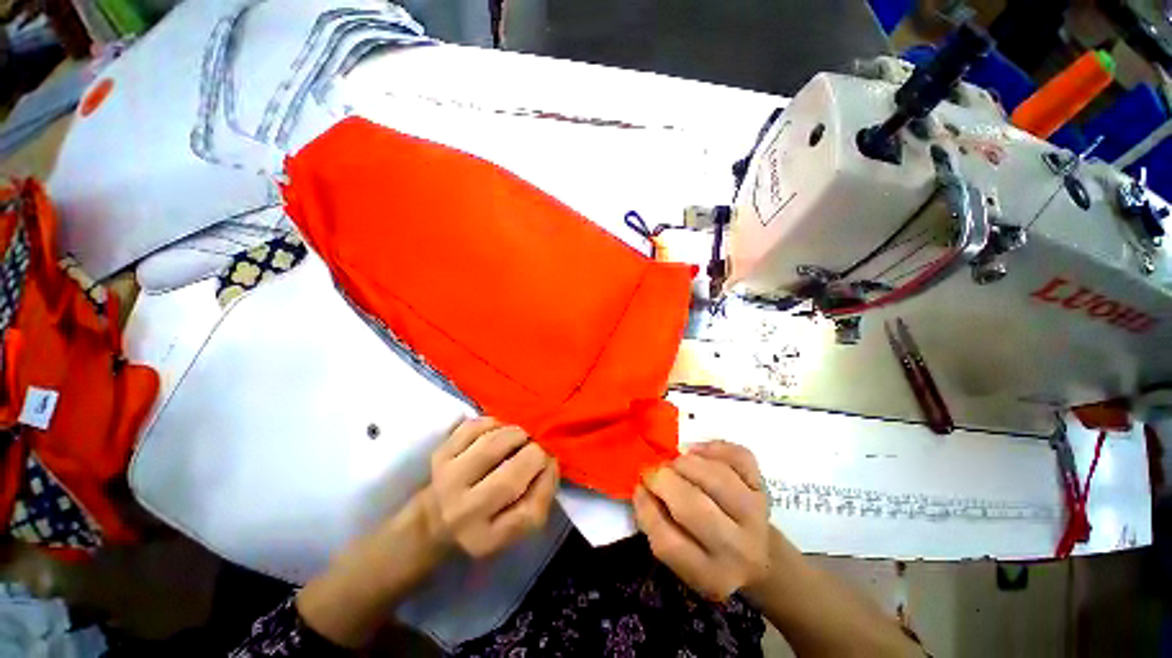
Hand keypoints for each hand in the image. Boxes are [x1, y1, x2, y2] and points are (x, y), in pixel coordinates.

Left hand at [297, 418, 557, 646]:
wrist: (428, 524)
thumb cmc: (480, 525)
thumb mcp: (511, 529)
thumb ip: (538, 499)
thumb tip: (551, 460)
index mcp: (487, 538)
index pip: (530, 511)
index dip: (548, 480)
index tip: (551, 464)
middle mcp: (464, 512)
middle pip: (512, 475)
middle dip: (535, 453)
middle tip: (536, 448)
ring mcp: (448, 479)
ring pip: (494, 444)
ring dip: (517, 434)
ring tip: (520, 437)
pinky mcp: (440, 454)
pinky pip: (474, 426)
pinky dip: (494, 423)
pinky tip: (498, 431)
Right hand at [633, 440, 770, 601]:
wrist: (761, 556)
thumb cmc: (709, 554)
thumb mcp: (683, 559)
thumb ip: (658, 527)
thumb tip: (643, 487)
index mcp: (710, 575)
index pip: (668, 542)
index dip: (646, 508)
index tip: (639, 488)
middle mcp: (738, 549)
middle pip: (694, 507)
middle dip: (664, 480)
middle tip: (653, 471)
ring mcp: (756, 514)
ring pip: (716, 476)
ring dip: (685, 462)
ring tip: (675, 464)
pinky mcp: (764, 486)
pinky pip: (738, 456)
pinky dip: (713, 447)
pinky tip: (697, 452)